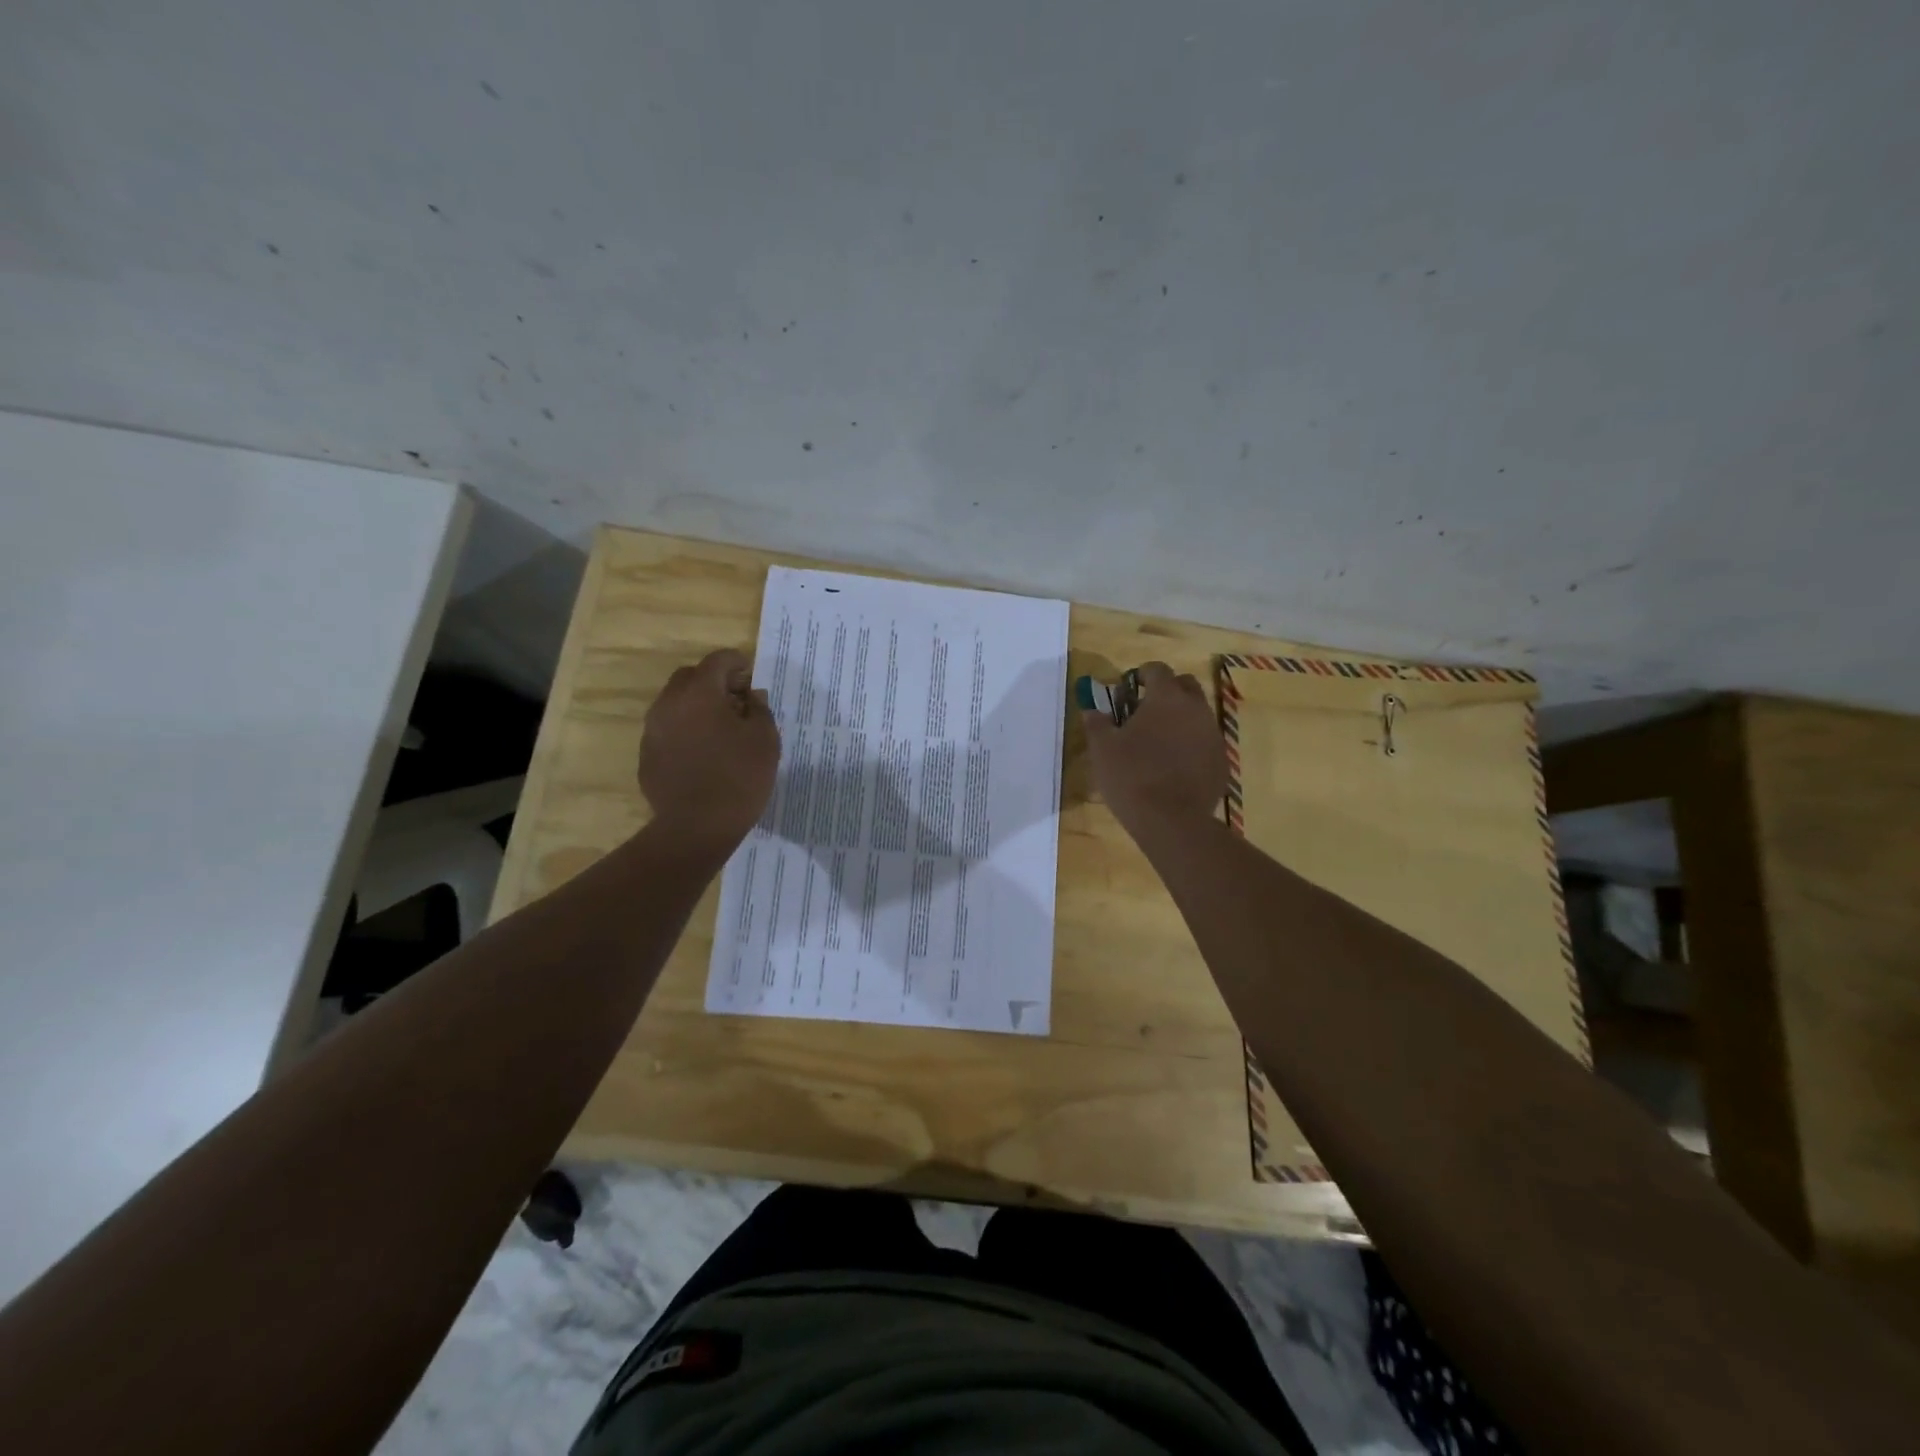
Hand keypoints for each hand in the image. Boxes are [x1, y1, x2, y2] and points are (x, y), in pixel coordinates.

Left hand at [638, 649, 779, 854]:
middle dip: (713, 681)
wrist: (697, 827)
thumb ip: (760, 709)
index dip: (737, 663)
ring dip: (697, 706)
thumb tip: (751, 696)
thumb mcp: (765, 740)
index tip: (751, 676)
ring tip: (721, 728)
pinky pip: (667, 730)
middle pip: (690, 677)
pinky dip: (685, 730)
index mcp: (700, 693)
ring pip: (675, 703)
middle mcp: (669, 704)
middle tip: (737, 701)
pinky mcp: (647, 755)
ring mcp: (652, 730)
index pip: (718, 660)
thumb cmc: (739, 778)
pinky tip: (703, 753)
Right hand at [1082, 661, 1226, 841]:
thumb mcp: (1102, 749)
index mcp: (1166, 698)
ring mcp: (1213, 735)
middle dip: (1167, 691)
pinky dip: (1191, 745)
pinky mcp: (1221, 761)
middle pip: (1185, 685)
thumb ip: (1096, 722)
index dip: (1141, 674)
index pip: (1157, 669)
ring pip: (1198, 714)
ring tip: (1158, 741)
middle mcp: (1196, 709)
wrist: (1172, 821)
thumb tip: (1092, 710)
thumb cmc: (1131, 777)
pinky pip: (1205, 742)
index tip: (1128, 689)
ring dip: (1180, 719)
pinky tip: (1174, 765)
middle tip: (1145, 711)